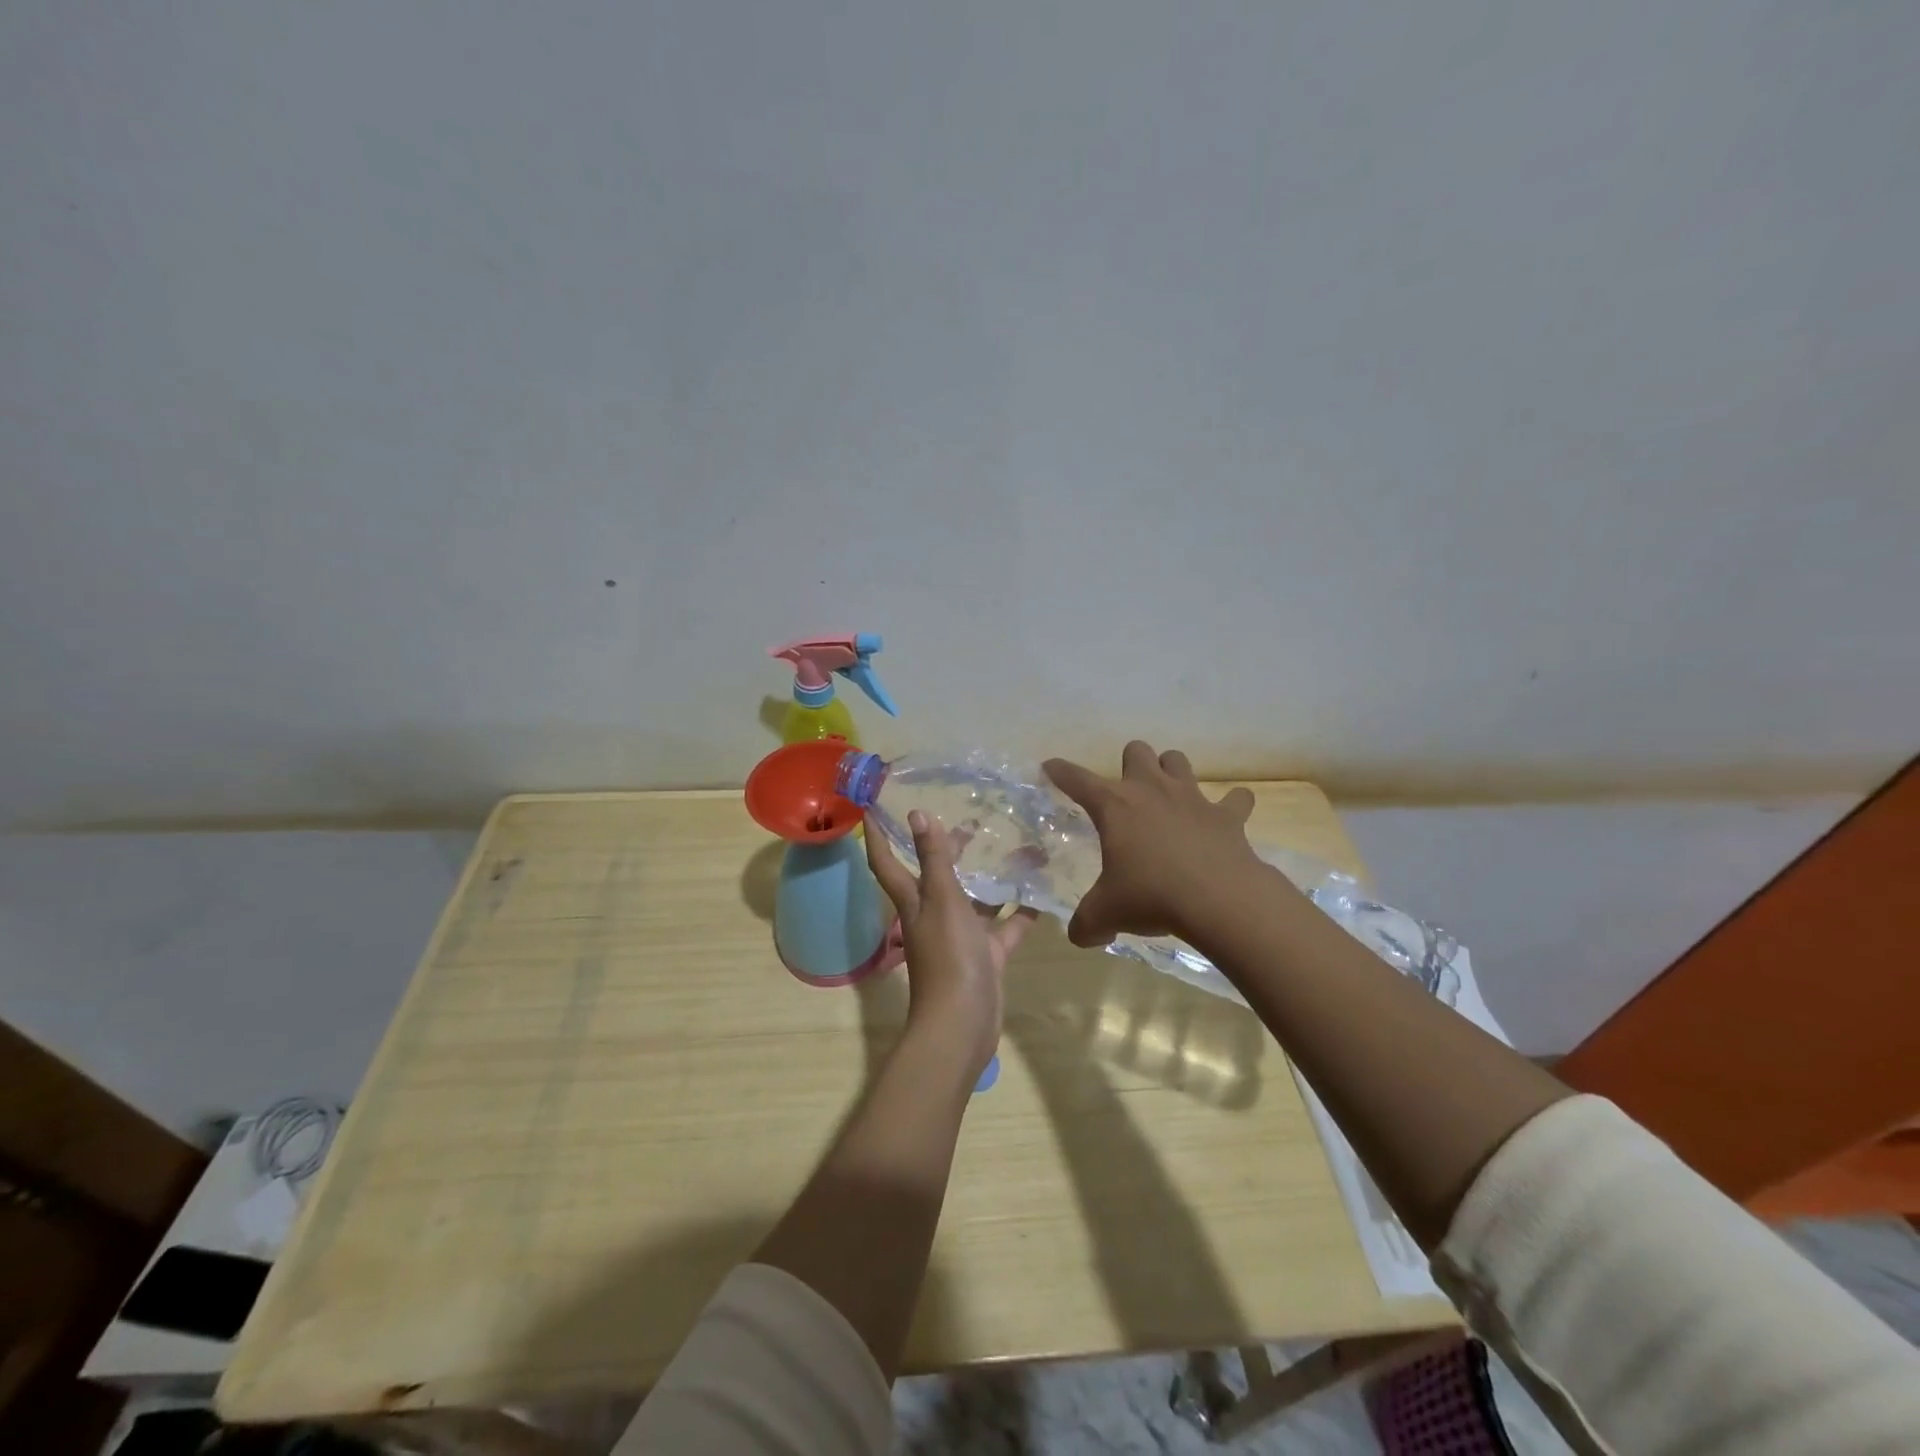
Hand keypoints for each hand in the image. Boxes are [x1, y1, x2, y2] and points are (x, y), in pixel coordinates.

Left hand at [867, 809, 1039, 1076]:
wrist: (963, 1024)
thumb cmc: (948, 956)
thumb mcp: (942, 900)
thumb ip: (934, 859)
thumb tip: (917, 813)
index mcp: (914, 901)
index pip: (888, 862)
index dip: (879, 836)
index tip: (876, 807)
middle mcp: (934, 916)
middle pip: (936, 876)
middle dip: (947, 849)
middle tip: (970, 819)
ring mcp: (961, 938)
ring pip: (975, 900)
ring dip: (990, 878)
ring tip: (1015, 847)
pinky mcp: (987, 956)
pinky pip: (1005, 927)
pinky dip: (1020, 912)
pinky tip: (1040, 892)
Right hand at [1042, 741, 1261, 947]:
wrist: (1219, 901)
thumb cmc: (1152, 897)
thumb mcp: (1106, 914)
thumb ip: (1086, 924)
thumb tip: (1080, 936)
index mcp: (1115, 806)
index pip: (1077, 779)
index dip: (1060, 771)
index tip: (1050, 767)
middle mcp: (1151, 790)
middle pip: (1136, 751)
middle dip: (1130, 765)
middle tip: (1128, 796)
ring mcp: (1192, 798)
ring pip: (1178, 760)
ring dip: (1171, 772)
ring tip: (1170, 797)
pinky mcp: (1228, 815)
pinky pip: (1236, 799)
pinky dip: (1232, 805)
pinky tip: (1226, 818)